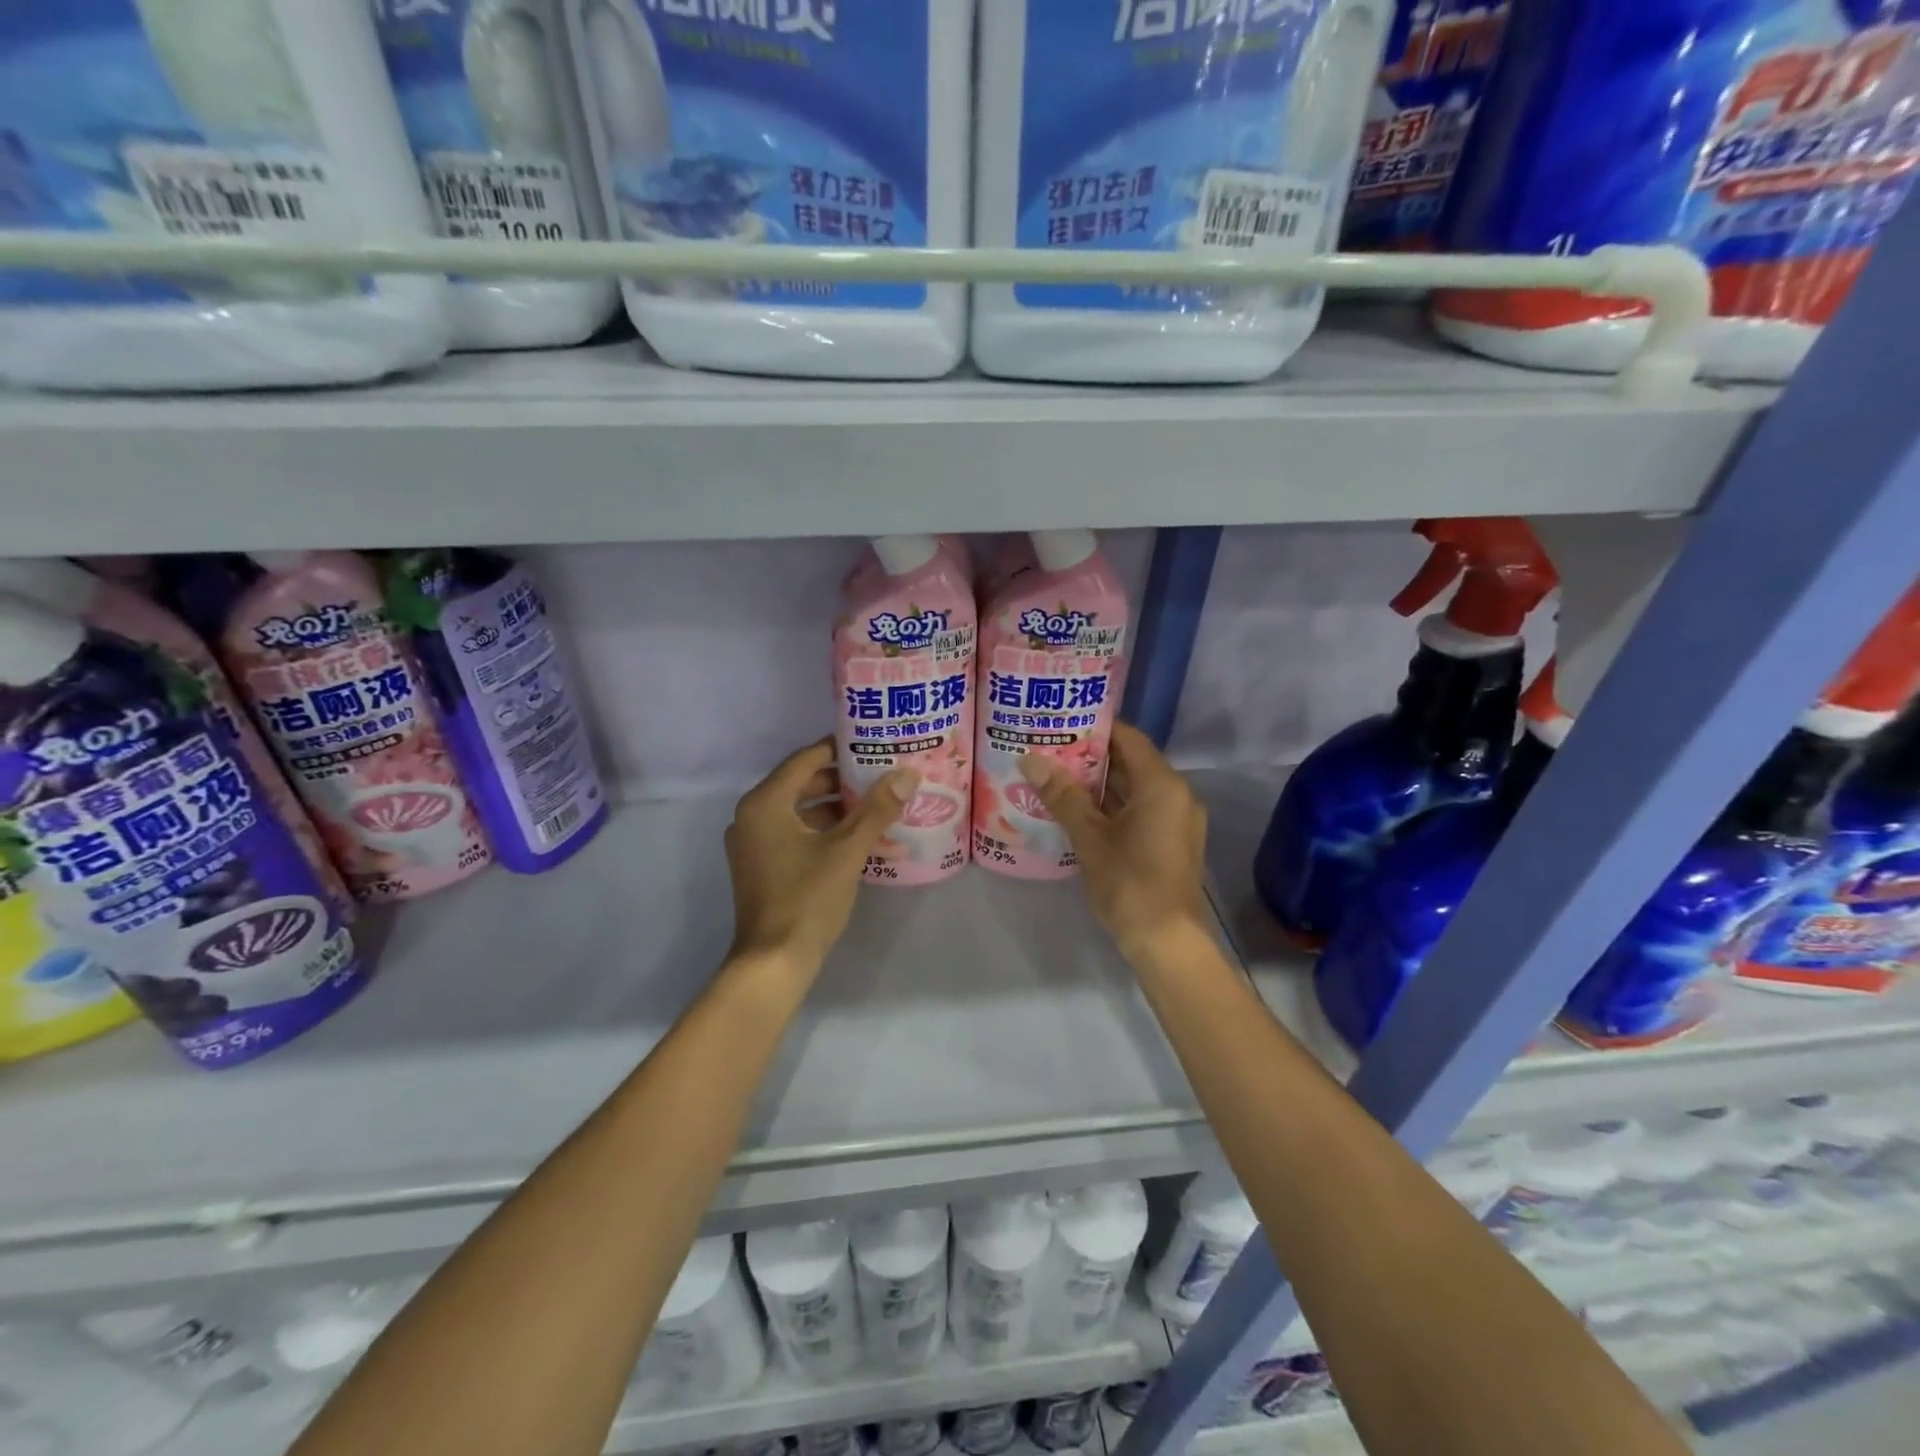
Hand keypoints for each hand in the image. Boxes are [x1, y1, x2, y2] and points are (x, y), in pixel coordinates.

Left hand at [725, 739, 916, 971]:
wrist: (774, 962)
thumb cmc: (808, 898)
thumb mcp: (847, 850)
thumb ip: (877, 808)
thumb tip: (907, 773)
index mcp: (765, 803)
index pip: (805, 760)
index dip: (839, 748)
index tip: (873, 743)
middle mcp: (753, 816)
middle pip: (804, 784)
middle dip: (845, 781)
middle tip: (883, 773)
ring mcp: (755, 843)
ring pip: (803, 812)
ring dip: (840, 810)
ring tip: (881, 806)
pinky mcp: (763, 866)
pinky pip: (798, 835)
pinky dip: (827, 833)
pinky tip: (864, 840)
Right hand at [1018, 721, 1209, 960]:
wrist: (1167, 942)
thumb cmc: (1129, 883)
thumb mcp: (1089, 837)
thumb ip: (1062, 795)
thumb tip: (1029, 759)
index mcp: (1161, 785)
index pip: (1128, 738)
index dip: (1094, 729)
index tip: (1060, 724)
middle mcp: (1176, 794)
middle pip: (1131, 762)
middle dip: (1090, 757)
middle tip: (1049, 749)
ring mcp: (1176, 819)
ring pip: (1134, 788)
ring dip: (1099, 783)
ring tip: (1055, 775)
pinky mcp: (1171, 840)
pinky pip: (1140, 809)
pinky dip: (1112, 805)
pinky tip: (1077, 810)